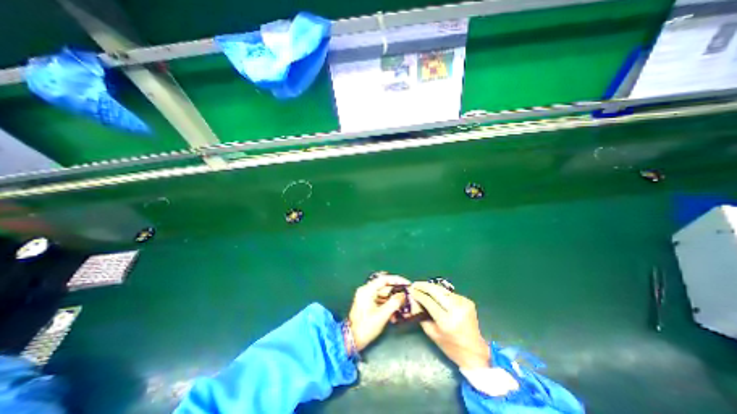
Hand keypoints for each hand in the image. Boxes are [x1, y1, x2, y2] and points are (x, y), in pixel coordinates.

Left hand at [349, 273, 411, 350]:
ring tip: (402, 309)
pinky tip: (394, 316)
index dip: (397, 280)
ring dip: (393, 302)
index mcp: (367, 290)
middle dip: (396, 293)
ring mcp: (366, 297)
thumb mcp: (382, 315)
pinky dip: (388, 306)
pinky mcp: (367, 303)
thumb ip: (394, 303)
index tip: (407, 283)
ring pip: (384, 295)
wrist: (352, 340)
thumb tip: (403, 295)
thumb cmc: (365, 327)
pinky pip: (380, 301)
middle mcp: (366, 290)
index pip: (384, 279)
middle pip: (385, 287)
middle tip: (407, 297)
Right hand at [409, 282, 487, 368]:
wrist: (475, 351)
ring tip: (422, 286)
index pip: (429, 301)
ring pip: (443, 290)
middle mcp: (456, 310)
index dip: (419, 294)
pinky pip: (449, 293)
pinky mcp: (468, 301)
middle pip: (436, 291)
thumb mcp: (432, 333)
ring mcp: (464, 304)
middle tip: (415, 284)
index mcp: (447, 321)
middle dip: (424, 286)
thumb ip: (421, 316)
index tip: (411, 290)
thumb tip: (413, 300)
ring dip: (432, 287)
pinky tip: (435, 293)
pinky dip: (440, 292)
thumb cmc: (451, 347)